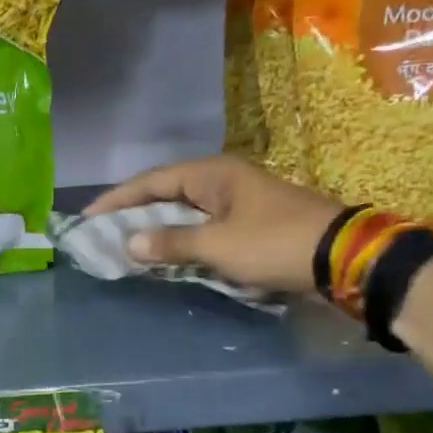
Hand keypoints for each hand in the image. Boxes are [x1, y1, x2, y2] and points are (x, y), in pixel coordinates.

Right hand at [85, 154, 341, 293]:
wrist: (344, 257)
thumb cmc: (275, 243)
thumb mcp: (218, 246)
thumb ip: (171, 243)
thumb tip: (129, 242)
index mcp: (211, 174)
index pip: (151, 181)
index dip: (117, 199)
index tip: (87, 217)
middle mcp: (221, 180)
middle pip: (165, 193)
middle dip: (133, 213)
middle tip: (102, 232)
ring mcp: (237, 201)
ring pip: (184, 211)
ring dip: (156, 228)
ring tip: (126, 244)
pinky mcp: (249, 222)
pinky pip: (201, 226)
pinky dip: (180, 239)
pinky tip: (166, 254)